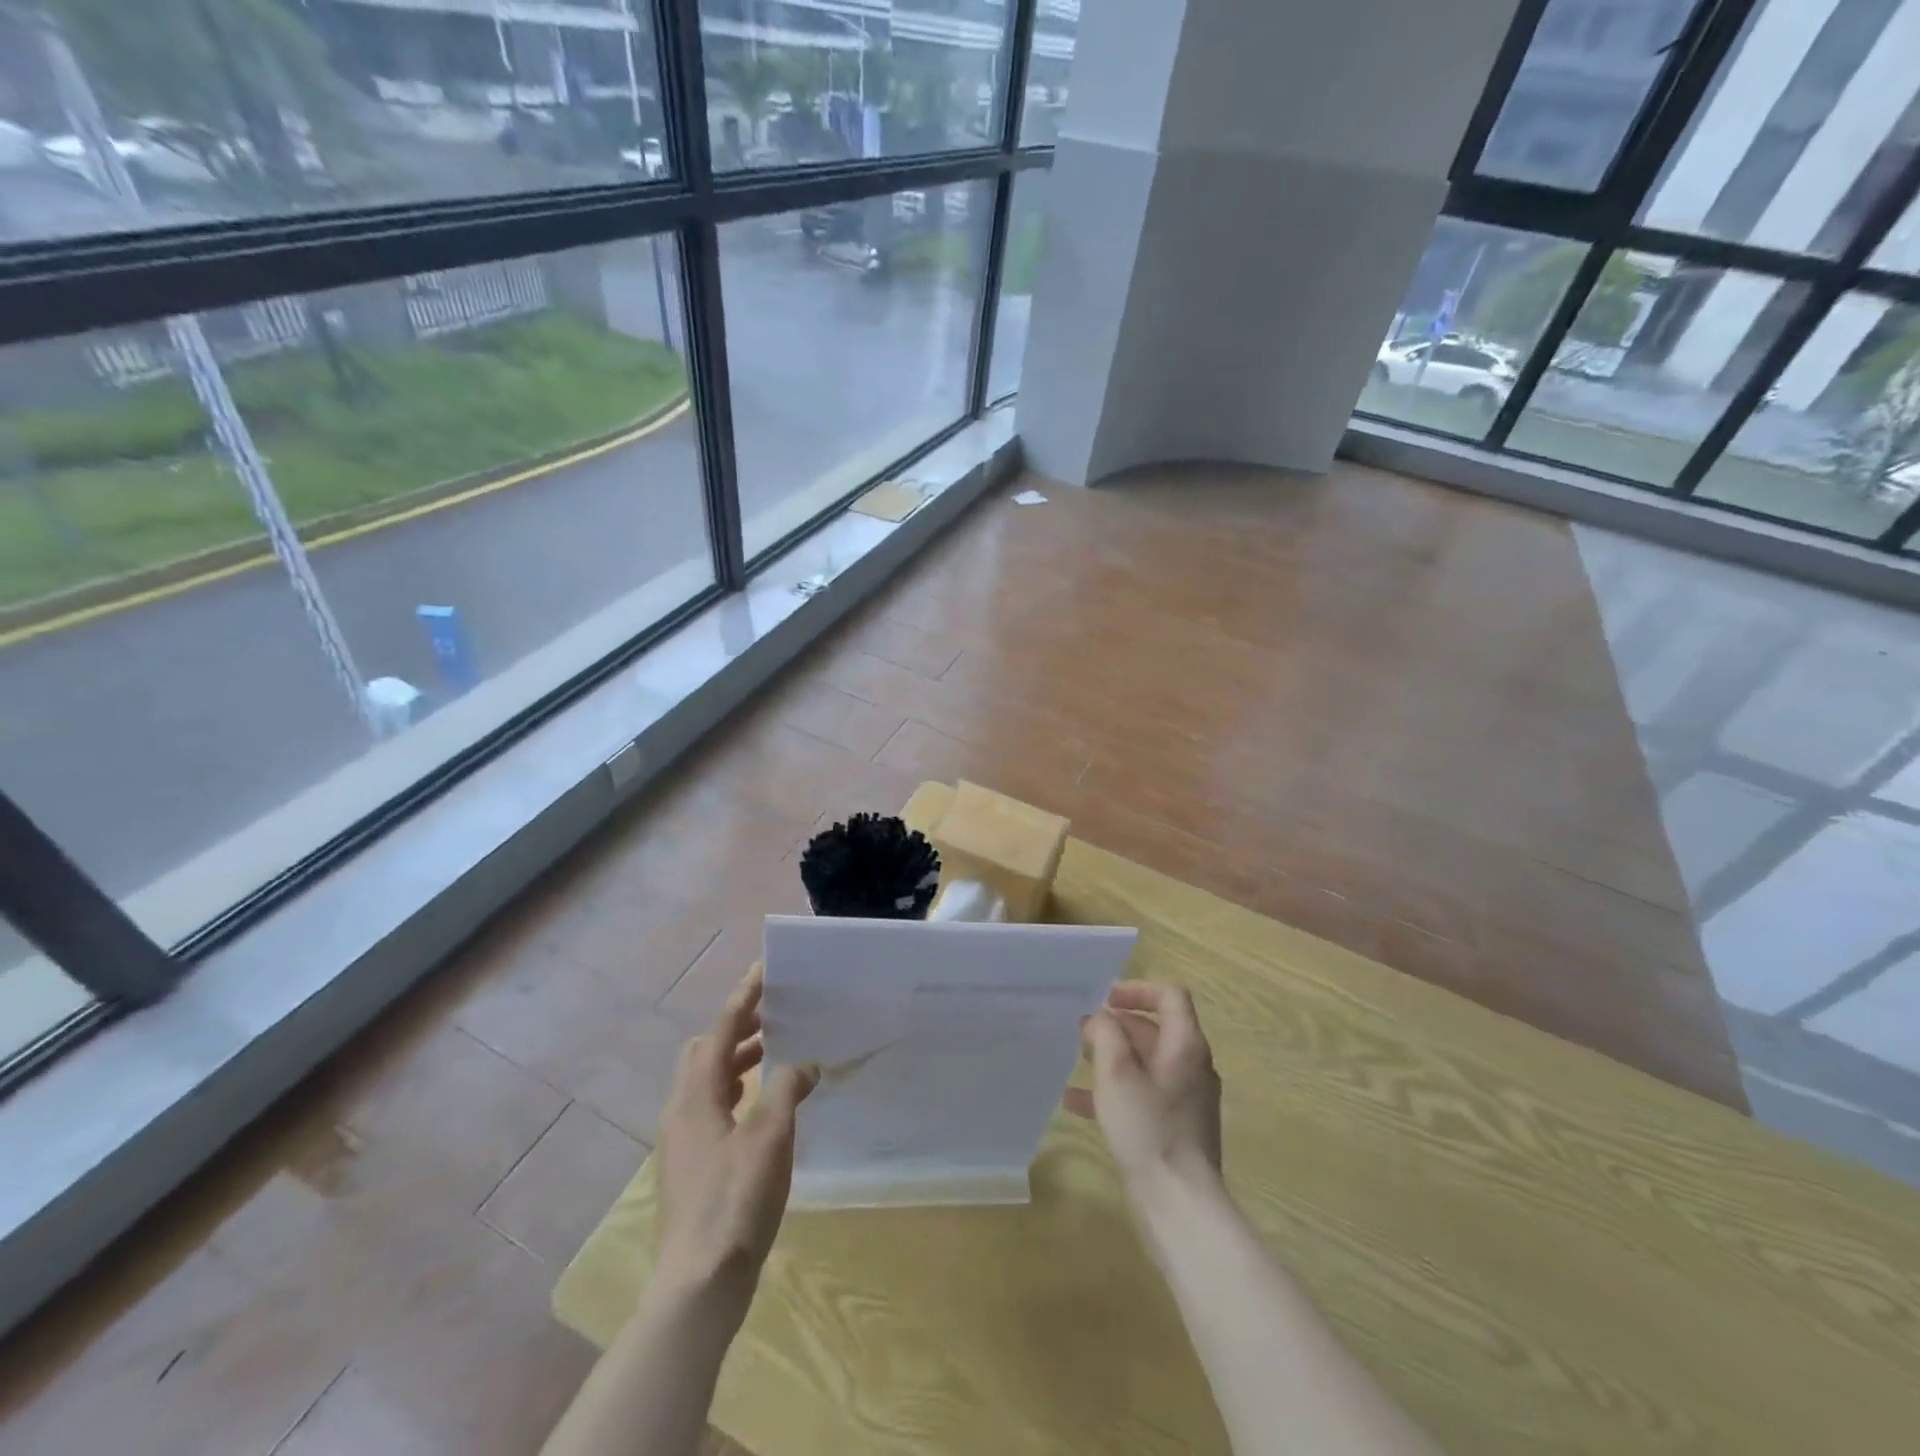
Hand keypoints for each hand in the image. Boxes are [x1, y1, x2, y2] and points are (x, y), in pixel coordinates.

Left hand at [655, 969, 818, 1307]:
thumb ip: (787, 1089)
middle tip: (774, 1016)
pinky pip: (712, 1107)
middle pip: (706, 1051)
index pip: (721, 1030)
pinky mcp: (690, 1165)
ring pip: (708, 1081)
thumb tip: (802, 1064)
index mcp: (696, 1096)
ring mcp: (682, 1141)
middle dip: (738, 1027)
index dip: (743, 998)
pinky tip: (763, 1107)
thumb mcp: (771, 1137)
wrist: (698, 1284)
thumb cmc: (735, 1200)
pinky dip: (737, 1091)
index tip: (763, 970)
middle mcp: (681, 1110)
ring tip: (775, 1054)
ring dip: (739, 1060)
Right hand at [1070, 982, 1222, 1191]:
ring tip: (1077, 1060)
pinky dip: (1114, 1090)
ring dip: (1112, 1057)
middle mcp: (1191, 1066)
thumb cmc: (1147, 1125)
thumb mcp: (1117, 1070)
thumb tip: (1100, 1019)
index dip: (1138, 989)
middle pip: (1156, 1029)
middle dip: (1117, 1025)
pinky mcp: (1175, 1127)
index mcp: (1185, 1045)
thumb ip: (1106, 1033)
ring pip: (1146, 1064)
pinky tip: (1076, 1103)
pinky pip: (1143, 1095)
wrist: (1178, 1201)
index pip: (1170, 996)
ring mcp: (1186, 1099)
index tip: (1105, 999)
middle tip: (1082, 1030)